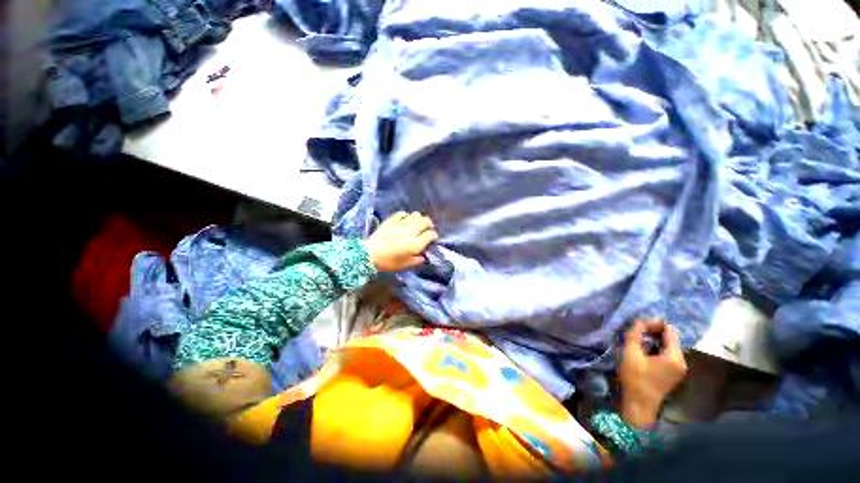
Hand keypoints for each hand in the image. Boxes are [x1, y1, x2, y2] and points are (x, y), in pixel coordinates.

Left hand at [364, 211, 438, 272]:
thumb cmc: (389, 262)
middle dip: (429, 224)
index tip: (432, 239)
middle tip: (427, 229)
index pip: (431, 234)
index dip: (434, 236)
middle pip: (426, 221)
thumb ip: (417, 260)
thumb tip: (423, 256)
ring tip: (417, 224)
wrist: (370, 254)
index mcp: (416, 244)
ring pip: (416, 215)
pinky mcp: (392, 220)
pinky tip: (404, 220)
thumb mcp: (405, 265)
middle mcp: (411, 231)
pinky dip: (406, 216)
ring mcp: (401, 224)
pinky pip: (402, 213)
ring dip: (419, 219)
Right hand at [619, 319, 687, 429]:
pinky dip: (657, 349)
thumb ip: (635, 334)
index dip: (656, 323)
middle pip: (671, 339)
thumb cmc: (635, 378)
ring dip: (655, 341)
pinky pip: (668, 355)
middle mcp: (682, 362)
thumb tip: (640, 321)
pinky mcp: (674, 374)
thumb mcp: (630, 353)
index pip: (670, 331)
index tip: (640, 323)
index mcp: (674, 357)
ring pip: (669, 347)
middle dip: (654, 332)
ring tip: (638, 339)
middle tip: (637, 330)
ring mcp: (680, 370)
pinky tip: (644, 351)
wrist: (639, 405)